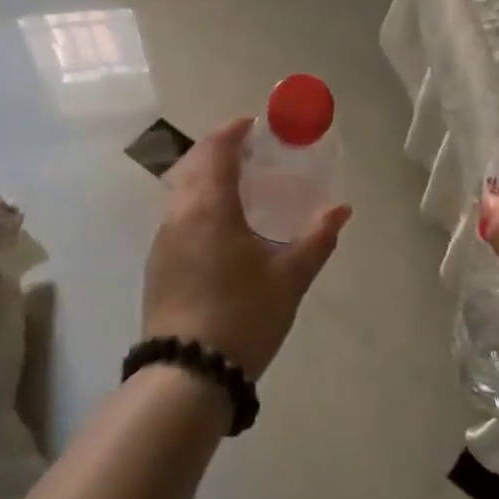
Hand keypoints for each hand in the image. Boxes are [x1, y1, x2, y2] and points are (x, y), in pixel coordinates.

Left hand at [143, 117, 351, 379]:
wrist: (187, 374)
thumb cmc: (243, 316)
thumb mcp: (290, 277)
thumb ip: (317, 238)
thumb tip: (341, 209)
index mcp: (210, 207)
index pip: (216, 150)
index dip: (233, 131)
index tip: (254, 124)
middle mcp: (179, 214)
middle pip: (192, 164)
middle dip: (217, 149)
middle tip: (248, 152)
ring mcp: (162, 240)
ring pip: (180, 190)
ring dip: (204, 176)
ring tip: (237, 186)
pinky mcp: (157, 264)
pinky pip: (176, 215)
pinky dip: (196, 202)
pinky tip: (218, 226)